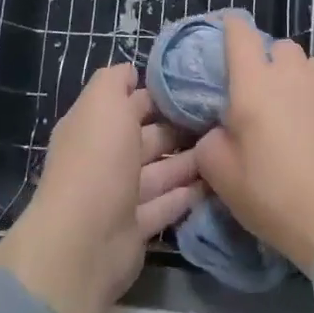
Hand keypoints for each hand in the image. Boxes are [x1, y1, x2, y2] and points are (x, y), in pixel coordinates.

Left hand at [0, 64, 199, 312]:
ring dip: (190, 160)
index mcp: (93, 126)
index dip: (158, 93)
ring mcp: (120, 196)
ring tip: (228, 146)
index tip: (196, 84)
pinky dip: (189, 193)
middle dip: (179, 127)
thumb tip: (132, 72)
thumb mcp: (103, 103)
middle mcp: (105, 158)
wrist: (85, 240)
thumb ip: (116, 80)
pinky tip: (219, 180)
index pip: (129, 103)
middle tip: (222, 116)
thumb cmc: (97, 161)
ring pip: (161, 171)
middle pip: (147, 137)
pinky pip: (167, 204)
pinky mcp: (137, 228)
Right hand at [193, 15, 313, 273]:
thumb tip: (220, 130)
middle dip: (271, 63)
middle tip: (267, 95)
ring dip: (302, 79)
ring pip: (311, 65)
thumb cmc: (274, 194)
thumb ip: (211, 142)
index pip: (239, 33)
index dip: (232, 28)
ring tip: (302, 109)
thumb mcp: (222, 176)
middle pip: (280, 48)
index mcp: (253, 82)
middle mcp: (292, 71)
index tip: (228, 34)